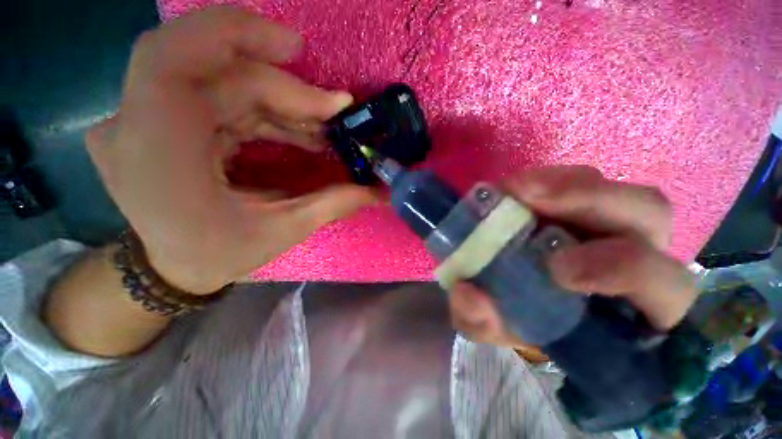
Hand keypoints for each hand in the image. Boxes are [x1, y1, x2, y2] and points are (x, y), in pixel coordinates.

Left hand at [86, 7, 377, 293]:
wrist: (168, 268)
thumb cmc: (215, 255)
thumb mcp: (280, 231)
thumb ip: (331, 204)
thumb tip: (377, 191)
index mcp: (155, 150)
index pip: (174, 56)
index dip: (235, 33)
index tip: (297, 49)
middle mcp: (141, 122)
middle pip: (221, 74)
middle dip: (287, 90)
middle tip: (335, 112)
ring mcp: (150, 118)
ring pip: (225, 83)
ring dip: (283, 102)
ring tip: (324, 127)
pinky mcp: (168, 122)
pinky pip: (223, 99)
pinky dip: (267, 110)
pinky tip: (299, 129)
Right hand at [448, 166, 695, 349]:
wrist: (506, 291)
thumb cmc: (517, 318)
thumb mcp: (492, 326)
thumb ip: (481, 322)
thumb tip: (471, 296)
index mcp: (630, 307)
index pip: (663, 288)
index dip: (622, 271)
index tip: (555, 269)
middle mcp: (634, 256)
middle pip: (648, 213)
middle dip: (591, 203)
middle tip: (528, 201)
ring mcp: (609, 222)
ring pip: (611, 185)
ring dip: (565, 185)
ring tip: (515, 191)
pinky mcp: (579, 203)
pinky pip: (579, 180)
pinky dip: (546, 180)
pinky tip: (512, 190)